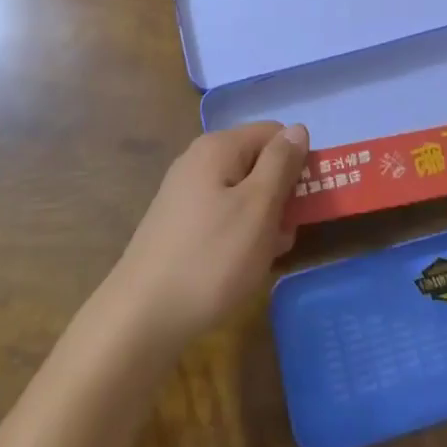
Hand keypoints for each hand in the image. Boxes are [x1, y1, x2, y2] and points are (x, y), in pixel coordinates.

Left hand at [104, 121, 308, 354]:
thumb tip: (298, 129)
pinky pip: (222, 214)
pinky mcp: (178, 223)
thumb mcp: (258, 207)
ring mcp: (185, 192)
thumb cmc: (211, 258)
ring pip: (241, 192)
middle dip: (280, 194)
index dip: (296, 162)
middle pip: (257, 162)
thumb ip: (281, 163)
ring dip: (262, 219)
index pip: (274, 133)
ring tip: (266, 256)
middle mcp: (198, 159)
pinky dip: (239, 233)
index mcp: (218, 147)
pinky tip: (241, 266)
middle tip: (285, 234)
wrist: (141, 318)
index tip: (304, 201)